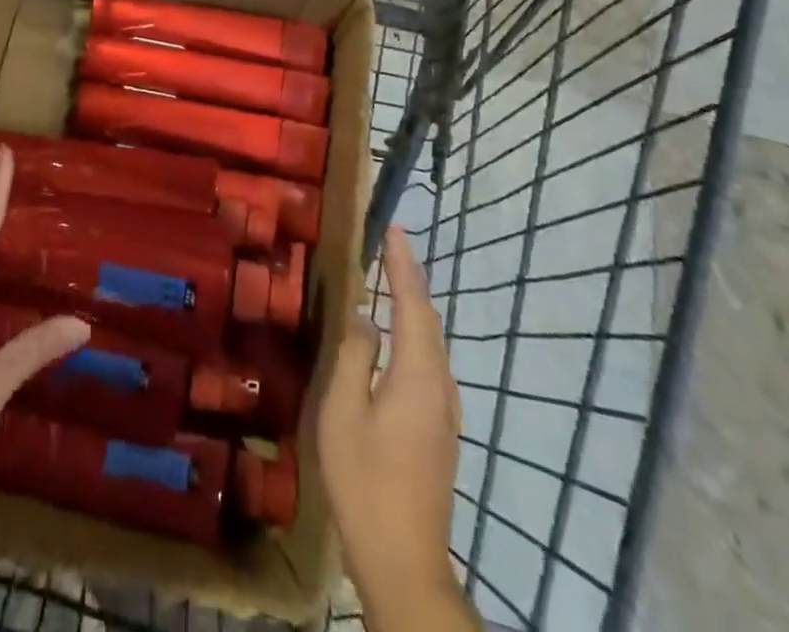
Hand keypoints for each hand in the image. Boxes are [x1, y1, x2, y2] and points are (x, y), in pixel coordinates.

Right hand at [316, 226, 464, 617]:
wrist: (404, 561)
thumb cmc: (365, 480)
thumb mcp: (343, 411)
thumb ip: (353, 356)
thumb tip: (364, 317)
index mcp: (418, 375)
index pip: (412, 302)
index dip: (402, 263)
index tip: (394, 227)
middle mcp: (440, 386)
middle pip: (427, 319)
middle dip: (410, 278)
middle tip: (388, 245)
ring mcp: (445, 411)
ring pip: (431, 343)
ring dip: (412, 306)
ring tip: (389, 280)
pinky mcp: (440, 430)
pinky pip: (428, 363)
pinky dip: (413, 334)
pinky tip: (394, 339)